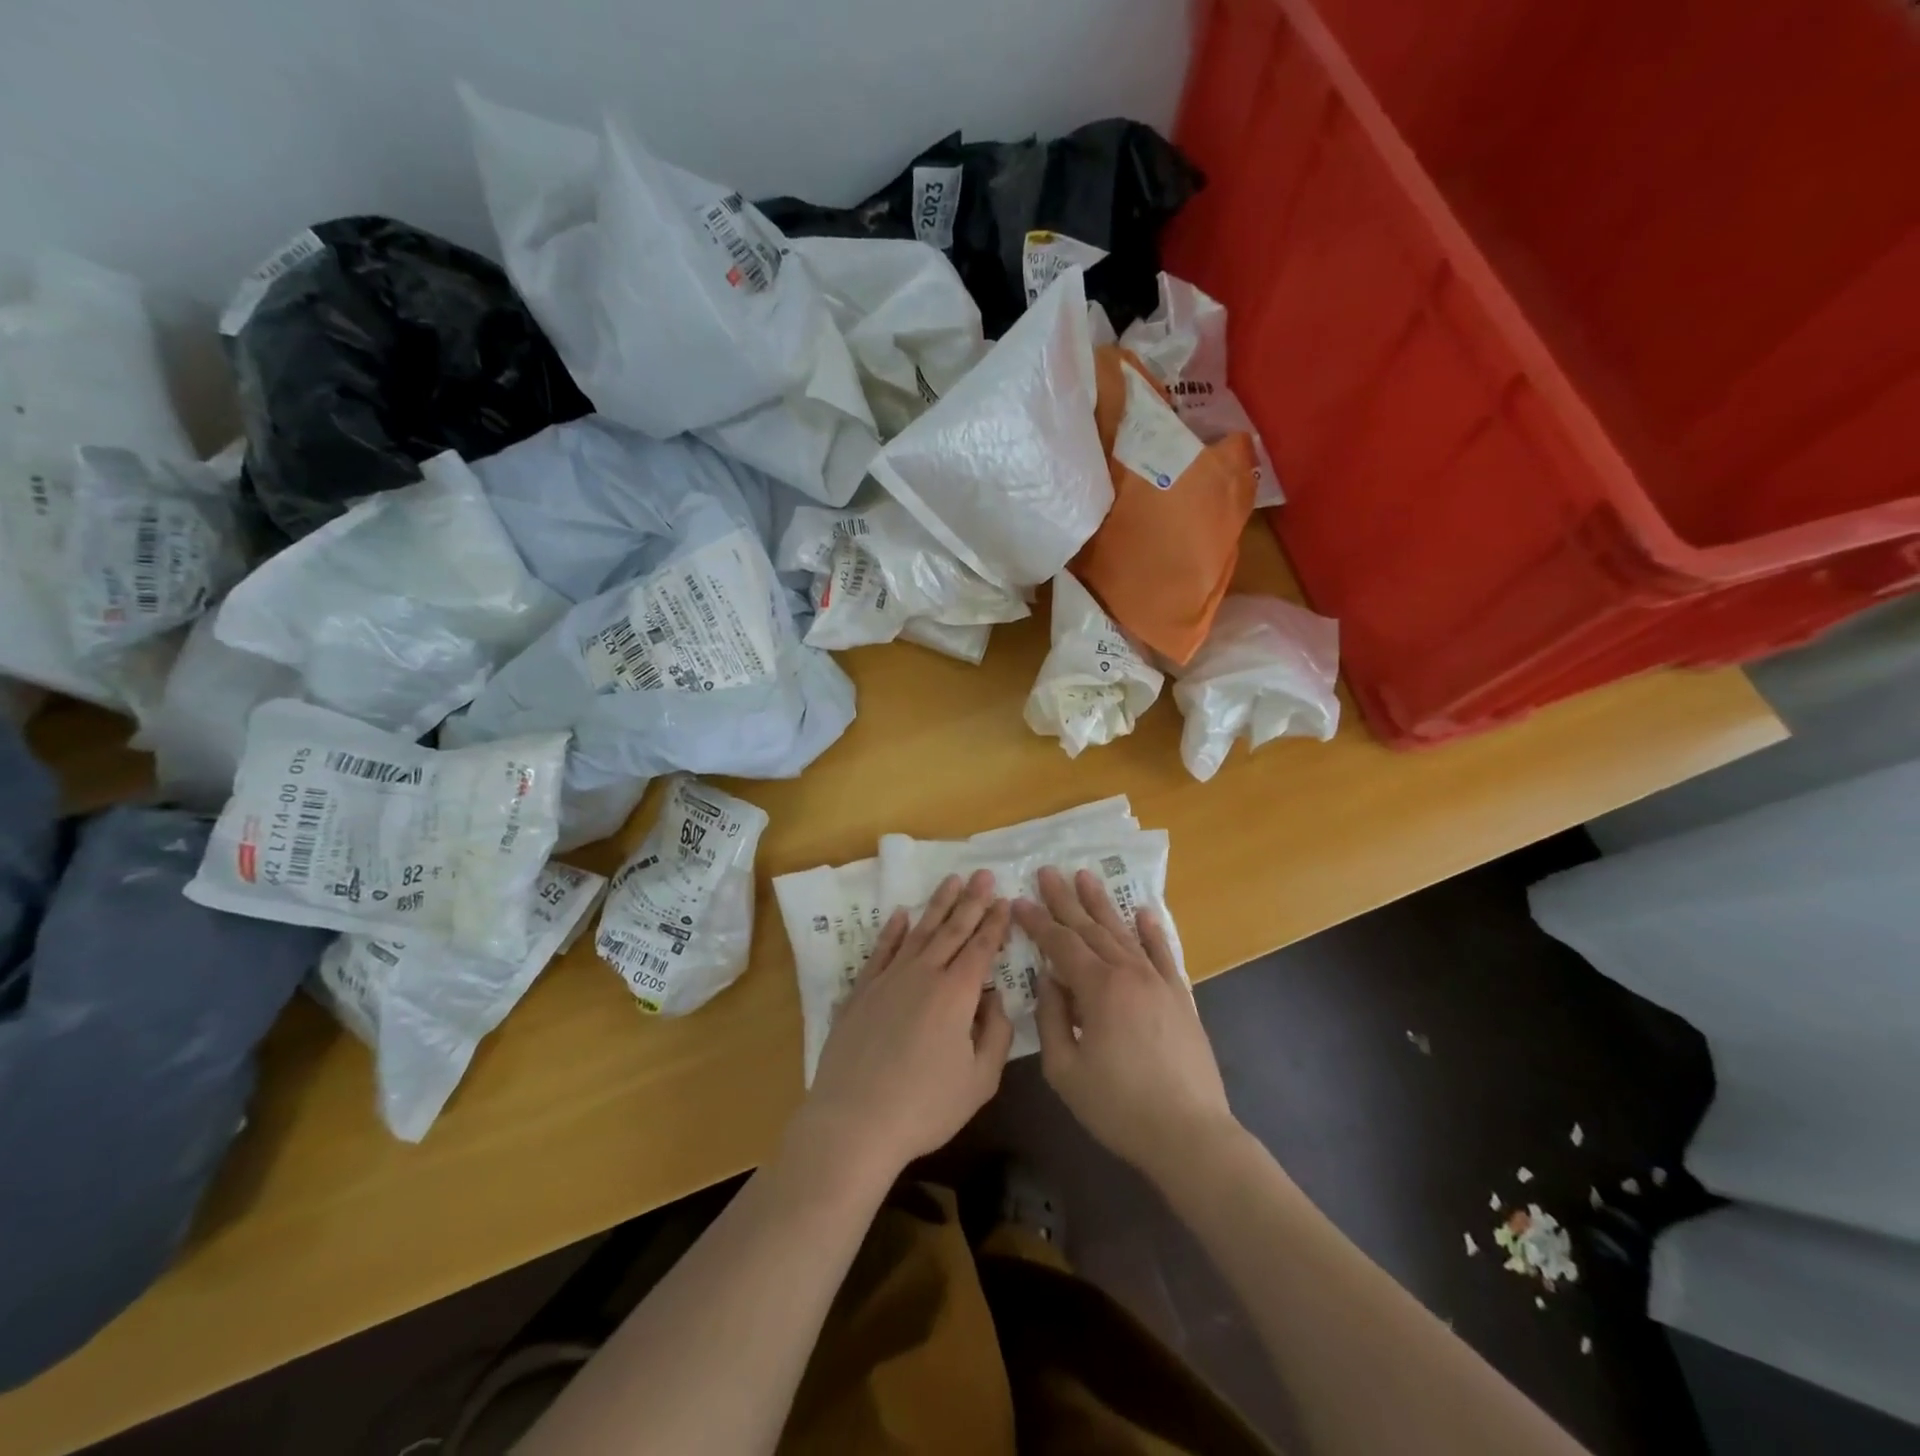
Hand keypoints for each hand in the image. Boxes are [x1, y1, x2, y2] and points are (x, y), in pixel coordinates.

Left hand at [797, 870, 1014, 1187]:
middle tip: (983, 873)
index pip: (981, 947)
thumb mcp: (980, 1081)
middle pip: (952, 929)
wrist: (854, 1121)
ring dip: (937, 905)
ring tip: (951, 881)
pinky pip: (881, 951)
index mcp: (956, 993)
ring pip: (919, 932)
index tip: (1004, 898)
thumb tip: (994, 997)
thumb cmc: (925, 1107)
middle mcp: (923, 974)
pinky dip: (892, 931)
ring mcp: (888, 979)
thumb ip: (995, 1033)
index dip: (994, 922)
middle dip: (971, 900)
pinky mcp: (862, 991)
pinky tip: (900, 914)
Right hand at [1013, 867, 1236, 1184]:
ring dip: (1103, 905)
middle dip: (1066, 899)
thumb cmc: (1119, 1107)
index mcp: (1098, 988)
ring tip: (1086, 877)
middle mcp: (1129, 973)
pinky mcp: (1180, 997)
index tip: (1018, 901)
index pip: (1061, 944)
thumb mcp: (1065, 1070)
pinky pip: (1164, 954)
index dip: (1037, 922)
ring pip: (1124, 933)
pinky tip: (1144, 911)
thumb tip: (1049, 980)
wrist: (1190, 1134)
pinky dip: (1152, 931)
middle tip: (1048, 871)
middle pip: (1091, 928)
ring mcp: (1158, 982)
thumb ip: (1051, 1018)